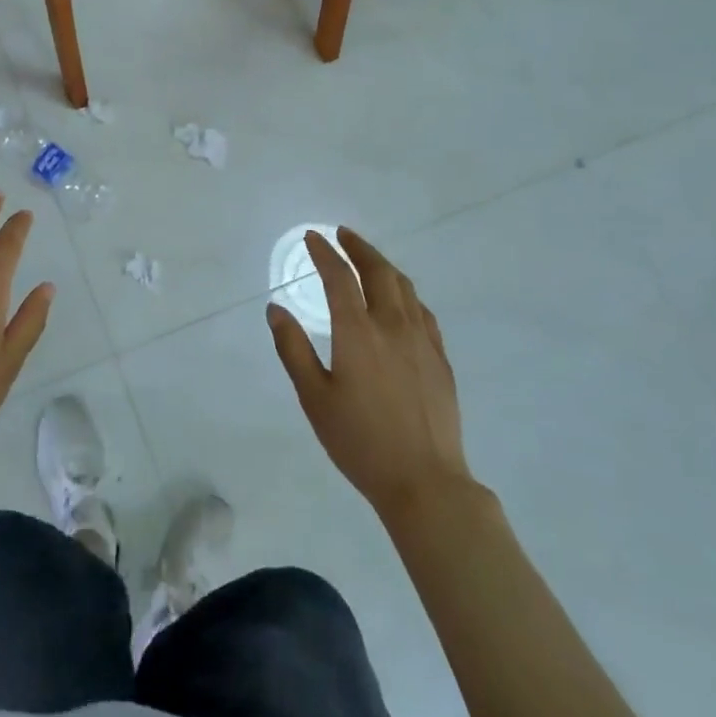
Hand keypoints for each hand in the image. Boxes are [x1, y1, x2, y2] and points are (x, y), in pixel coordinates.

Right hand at [268, 229, 470, 522]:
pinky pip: (422, 311)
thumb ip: (293, 348)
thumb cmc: (360, 442)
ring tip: (368, 259)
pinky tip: (400, 300)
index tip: (312, 237)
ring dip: (383, 265)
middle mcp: (392, 325)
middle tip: (342, 234)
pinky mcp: (439, 358)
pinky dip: (405, 293)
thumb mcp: (314, 397)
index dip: (324, 253)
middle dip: (358, 247)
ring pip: (404, 287)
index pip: (339, 277)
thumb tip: (276, 309)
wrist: (425, 482)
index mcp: (358, 332)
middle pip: (378, 271)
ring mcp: (422, 340)